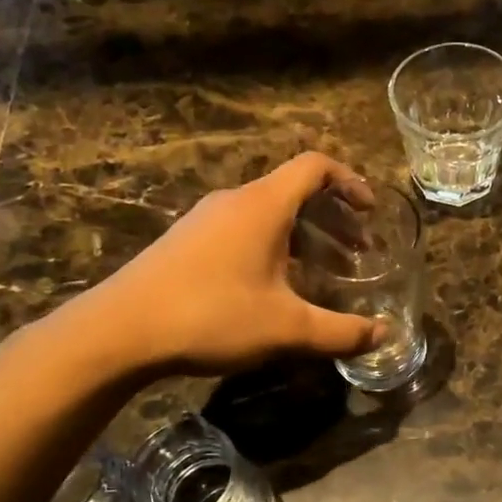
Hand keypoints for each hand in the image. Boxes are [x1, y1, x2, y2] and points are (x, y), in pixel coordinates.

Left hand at [34, 153, 385, 384]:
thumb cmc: (211, 316)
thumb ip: (340, 332)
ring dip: (303, 236)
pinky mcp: (186, 242)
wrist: (119, 331)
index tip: (370, 212)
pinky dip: (273, 247)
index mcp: (263, 205)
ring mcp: (205, 220)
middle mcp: (234, 201)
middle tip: (357, 252)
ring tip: (323, 273)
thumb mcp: (287, 328)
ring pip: (267, 214)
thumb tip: (382, 335)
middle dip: (333, 218)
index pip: (315, 167)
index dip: (350, 181)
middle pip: (294, 191)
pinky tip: (274, 289)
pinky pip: (242, 231)